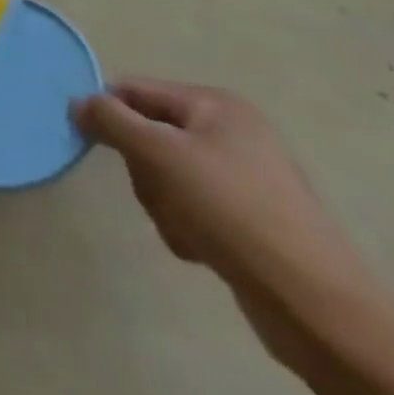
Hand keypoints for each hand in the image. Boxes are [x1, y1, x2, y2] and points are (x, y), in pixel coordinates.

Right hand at [77, 81, 393, 394]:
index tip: (85, 139)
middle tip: (158, 193)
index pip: (135, 90)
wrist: (315, 304)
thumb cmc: (231, 210)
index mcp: (216, 105)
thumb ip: (110, 119)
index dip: (107, 111)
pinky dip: (186, 226)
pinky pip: (192, 208)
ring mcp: (245, 178)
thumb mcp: (158, 154)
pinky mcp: (251, 220)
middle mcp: (232, 132)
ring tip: (186, 229)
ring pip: (167, 175)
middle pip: (150, 134)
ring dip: (162, 203)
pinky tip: (202, 249)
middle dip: (143, 169)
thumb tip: (78, 102)